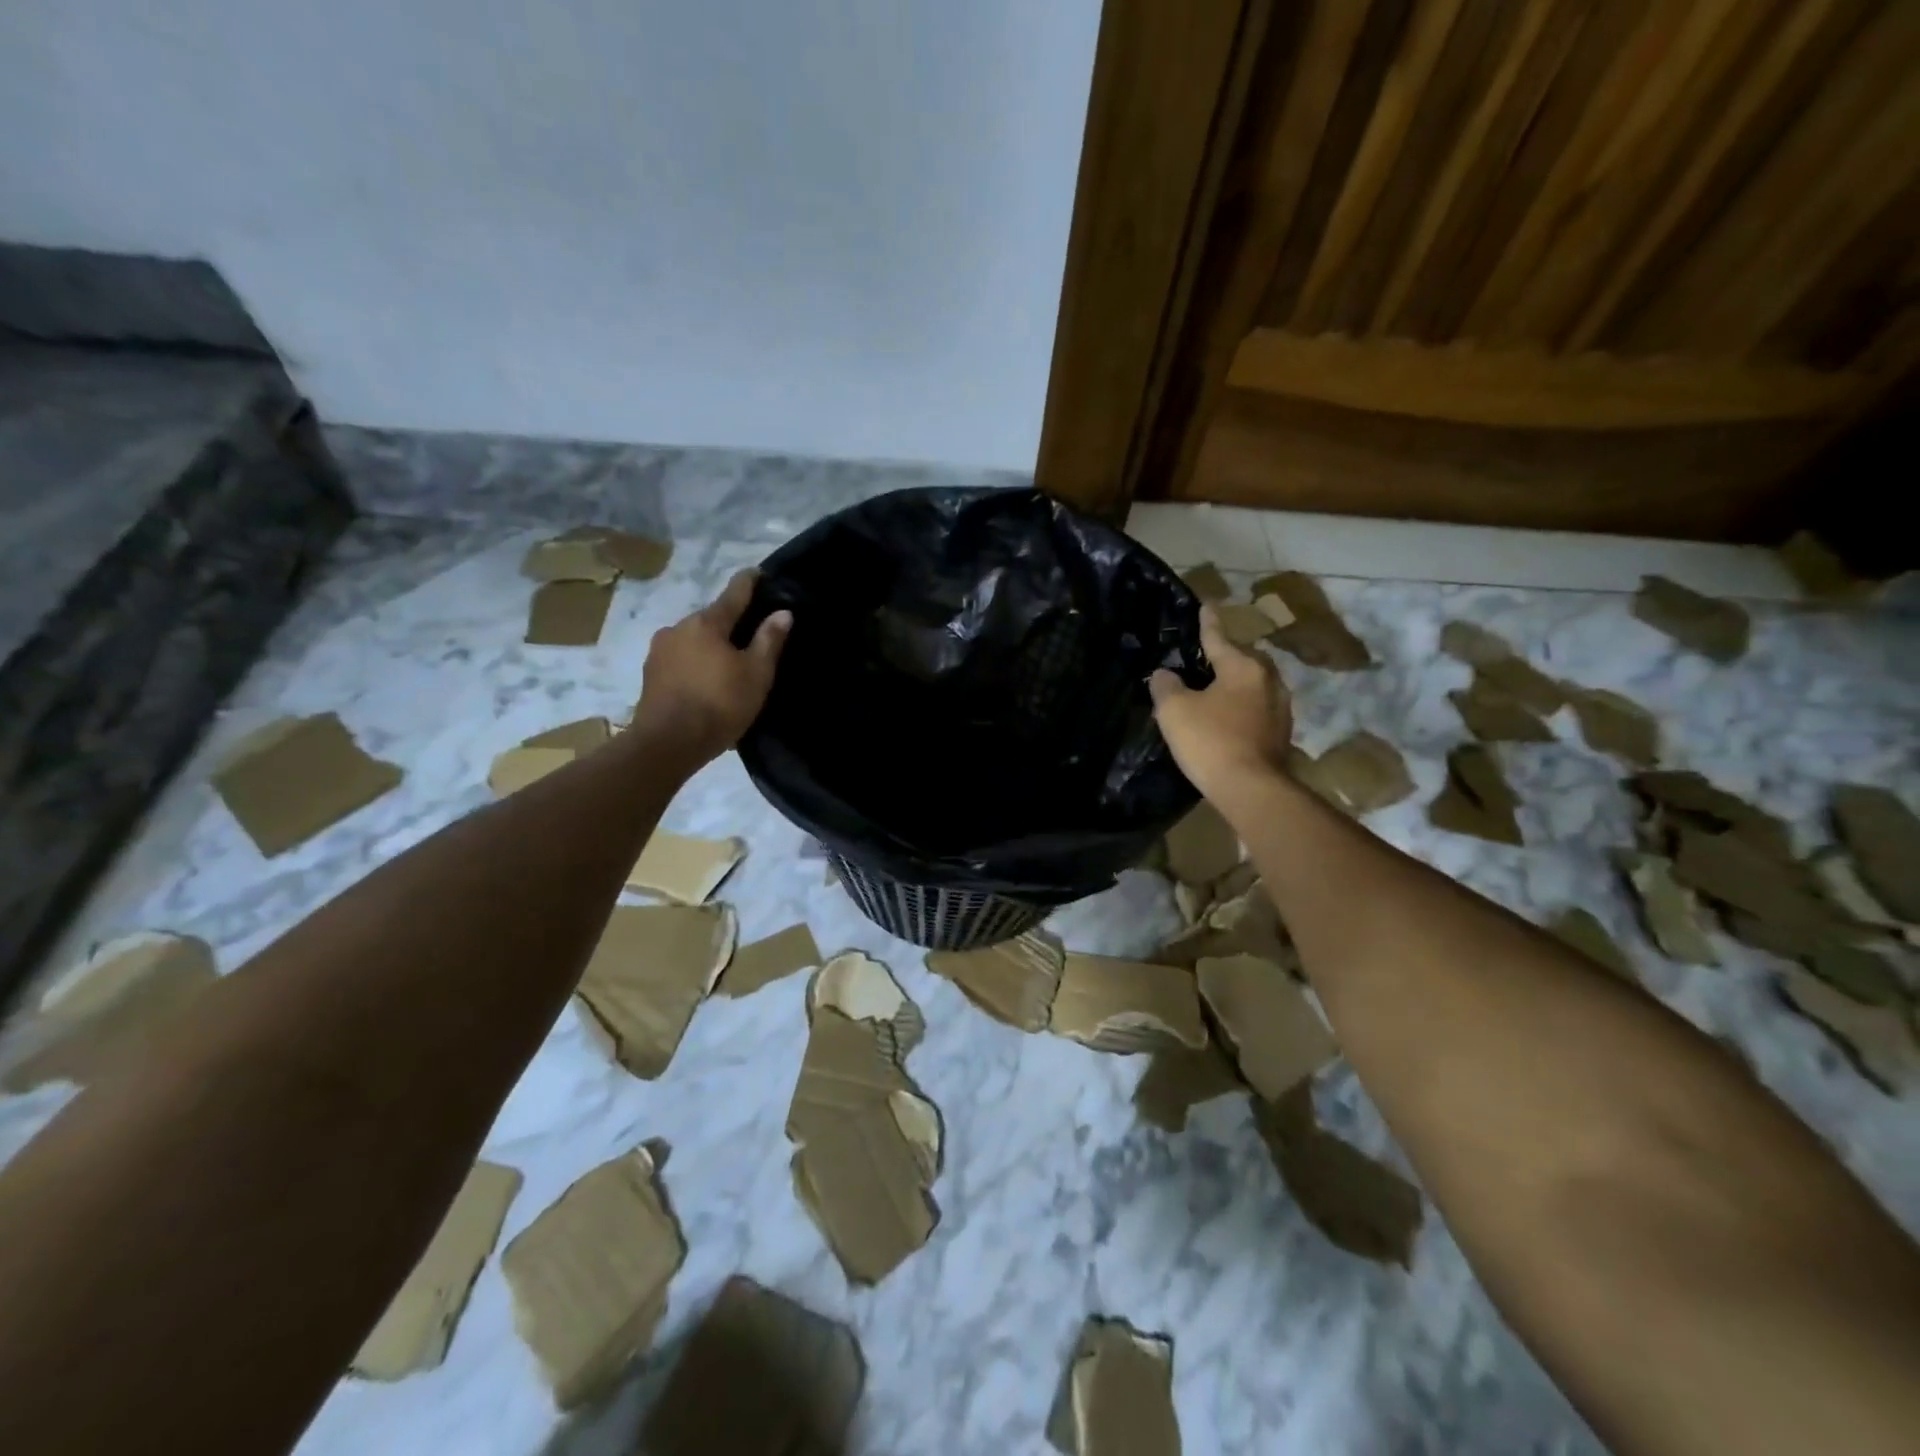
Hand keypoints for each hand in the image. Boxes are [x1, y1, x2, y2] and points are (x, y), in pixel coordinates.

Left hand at [633, 571, 791, 765]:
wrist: (667, 743)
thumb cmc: (719, 704)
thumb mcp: (756, 674)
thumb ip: (769, 640)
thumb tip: (783, 612)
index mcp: (707, 623)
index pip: (733, 593)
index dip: (749, 582)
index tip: (758, 572)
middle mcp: (679, 627)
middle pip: (711, 619)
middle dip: (730, 623)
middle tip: (751, 636)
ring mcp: (659, 650)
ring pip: (694, 640)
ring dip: (711, 646)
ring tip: (728, 665)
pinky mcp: (650, 674)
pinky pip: (681, 660)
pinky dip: (696, 664)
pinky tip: (706, 682)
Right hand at [1149, 606, 1293, 798]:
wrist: (1251, 789)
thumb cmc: (1210, 741)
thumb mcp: (1174, 710)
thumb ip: (1166, 686)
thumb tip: (1164, 674)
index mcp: (1243, 667)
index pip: (1219, 637)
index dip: (1207, 622)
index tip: (1206, 605)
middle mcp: (1268, 680)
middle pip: (1243, 659)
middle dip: (1225, 656)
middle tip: (1205, 657)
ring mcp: (1280, 708)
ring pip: (1253, 685)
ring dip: (1236, 684)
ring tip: (1216, 688)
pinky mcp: (1282, 733)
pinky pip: (1257, 709)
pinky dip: (1242, 708)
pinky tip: (1229, 718)